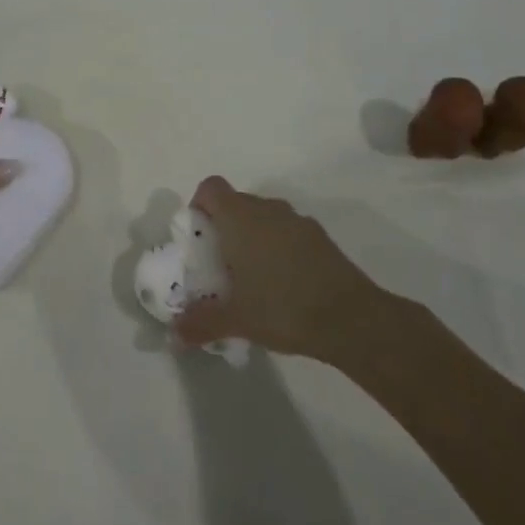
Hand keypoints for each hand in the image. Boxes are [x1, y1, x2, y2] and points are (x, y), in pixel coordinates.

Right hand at [174, 176, 412, 360]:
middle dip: (224, 227)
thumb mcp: (235, 320)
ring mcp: (298, 221)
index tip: (199, 236)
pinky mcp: (321, 238)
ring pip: (264, 217)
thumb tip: (173, 336)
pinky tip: (283, 284)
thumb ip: (200, 323)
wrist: (352, 319)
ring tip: (251, 277)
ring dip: (253, 236)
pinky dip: (279, 247)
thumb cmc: (282, 308)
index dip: (199, 205)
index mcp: (240, 218)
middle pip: (236, 202)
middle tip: (219, 264)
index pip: (210, 187)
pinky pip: (288, 232)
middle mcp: (267, 209)